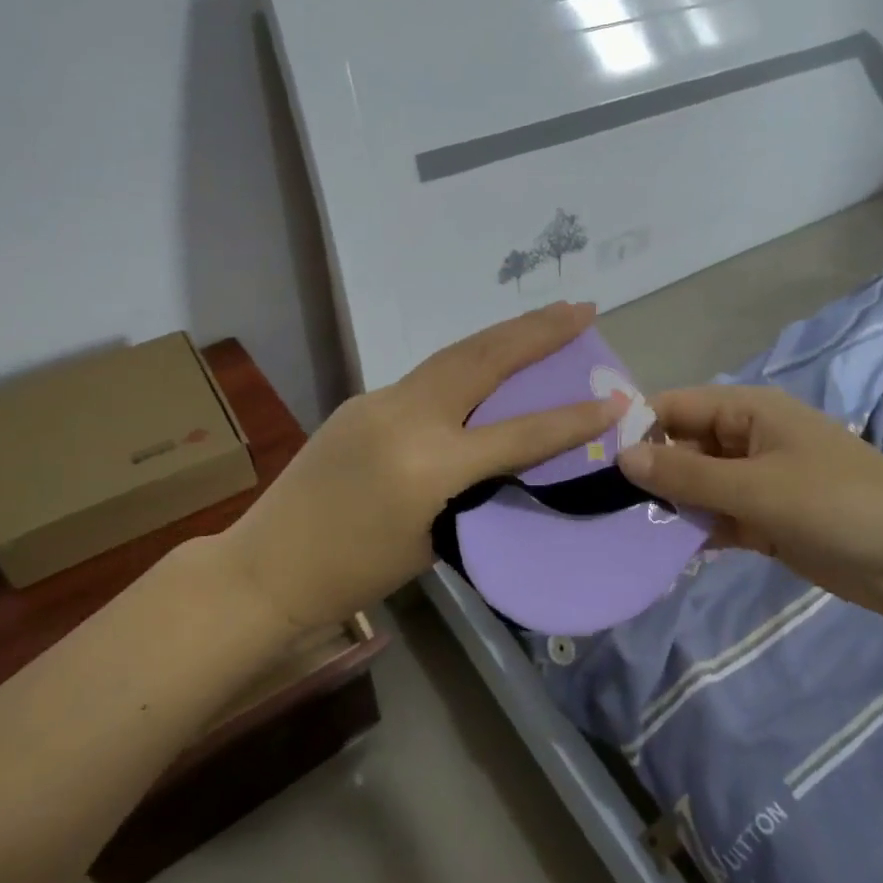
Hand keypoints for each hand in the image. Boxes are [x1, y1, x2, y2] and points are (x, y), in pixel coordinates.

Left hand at [229, 302, 624, 629]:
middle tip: (582, 308)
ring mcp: (379, 400)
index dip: (571, 419)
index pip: (517, 434)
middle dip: (537, 331)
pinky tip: (486, 363)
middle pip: (483, 359)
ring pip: (454, 355)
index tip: (615, 401)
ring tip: (547, 318)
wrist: (266, 568)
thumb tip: (498, 454)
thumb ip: (471, 489)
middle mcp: (406, 418)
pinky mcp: (362, 399)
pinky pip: (427, 376)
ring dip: (504, 334)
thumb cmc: (353, 575)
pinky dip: (466, 363)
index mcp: (429, 466)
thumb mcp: (432, 540)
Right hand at [617, 385, 882, 613]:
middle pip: (685, 445)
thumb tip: (622, 456)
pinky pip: (719, 515)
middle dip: (651, 470)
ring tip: (623, 529)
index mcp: (750, 410)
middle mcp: (750, 438)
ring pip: (699, 484)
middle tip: (603, 502)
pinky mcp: (768, 519)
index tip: (595, 457)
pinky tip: (665, 551)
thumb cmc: (835, 505)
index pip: (677, 405)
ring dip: (671, 504)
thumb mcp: (755, 487)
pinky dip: (697, 529)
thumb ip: (686, 474)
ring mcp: (760, 480)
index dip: (638, 425)